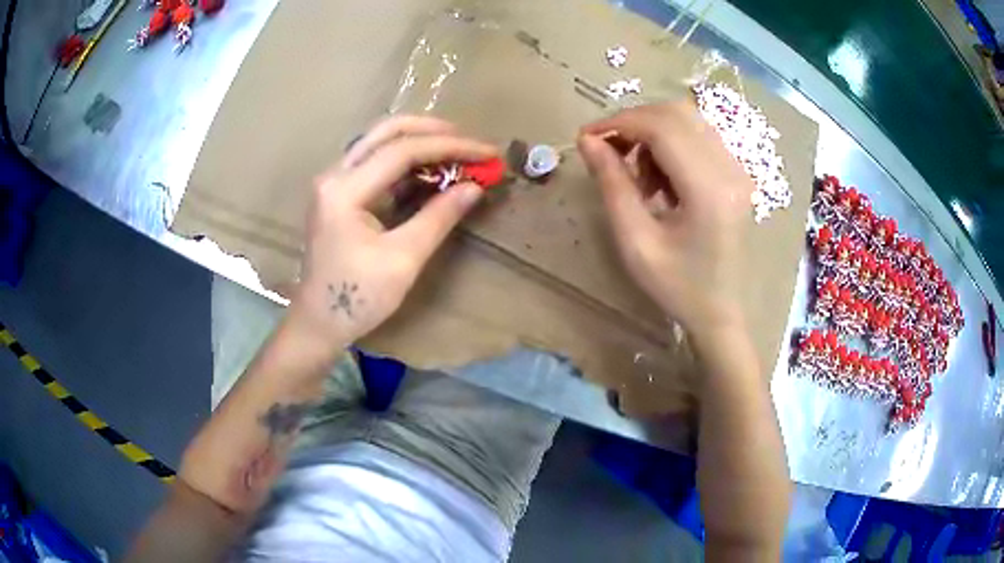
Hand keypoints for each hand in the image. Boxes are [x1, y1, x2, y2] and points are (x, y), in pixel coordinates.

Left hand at [287, 115, 496, 346]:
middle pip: (386, 131)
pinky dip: (408, 161)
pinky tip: (434, 170)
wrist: (319, 322)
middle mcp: (335, 174)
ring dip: (421, 142)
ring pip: (380, 142)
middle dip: (433, 131)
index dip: (450, 147)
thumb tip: (475, 186)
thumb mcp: (403, 259)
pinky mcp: (340, 192)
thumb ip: (439, 216)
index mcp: (344, 190)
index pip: (402, 151)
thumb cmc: (358, 297)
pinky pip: (376, 162)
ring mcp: (335, 181)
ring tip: (459, 153)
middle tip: (471, 143)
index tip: (487, 152)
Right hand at [577, 101, 752, 340]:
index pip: (661, 127)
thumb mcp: (636, 242)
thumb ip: (612, 185)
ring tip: (636, 173)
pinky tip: (660, 177)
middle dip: (634, 123)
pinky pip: (698, 136)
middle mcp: (730, 169)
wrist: (721, 311)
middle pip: (676, 114)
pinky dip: (670, 143)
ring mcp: (737, 169)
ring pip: (687, 120)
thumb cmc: (678, 286)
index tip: (588, 138)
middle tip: (608, 151)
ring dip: (652, 132)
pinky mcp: (736, 173)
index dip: (619, 122)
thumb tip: (588, 141)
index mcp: (709, 190)